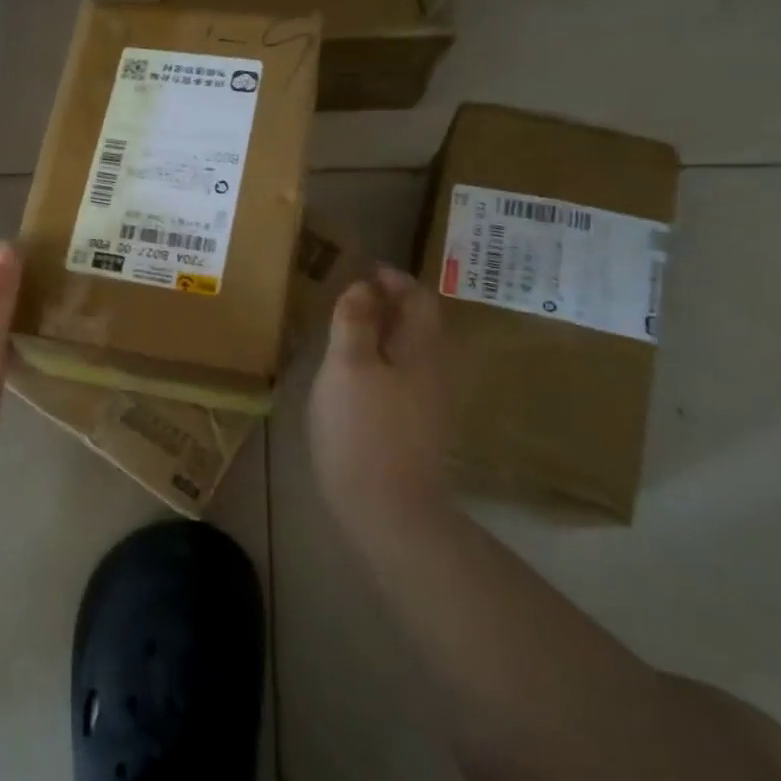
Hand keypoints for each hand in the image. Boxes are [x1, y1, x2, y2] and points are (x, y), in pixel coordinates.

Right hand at [307, 264, 452, 538]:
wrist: (388, 509)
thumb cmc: (362, 429)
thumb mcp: (347, 366)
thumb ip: (353, 321)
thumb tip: (363, 287)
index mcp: (422, 350)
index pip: (419, 298)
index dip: (394, 280)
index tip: (364, 271)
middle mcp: (434, 371)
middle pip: (418, 324)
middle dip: (388, 304)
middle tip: (350, 298)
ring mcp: (428, 403)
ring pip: (409, 352)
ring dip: (383, 333)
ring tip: (346, 331)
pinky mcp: (415, 428)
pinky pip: (401, 377)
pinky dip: (380, 361)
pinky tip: (354, 375)